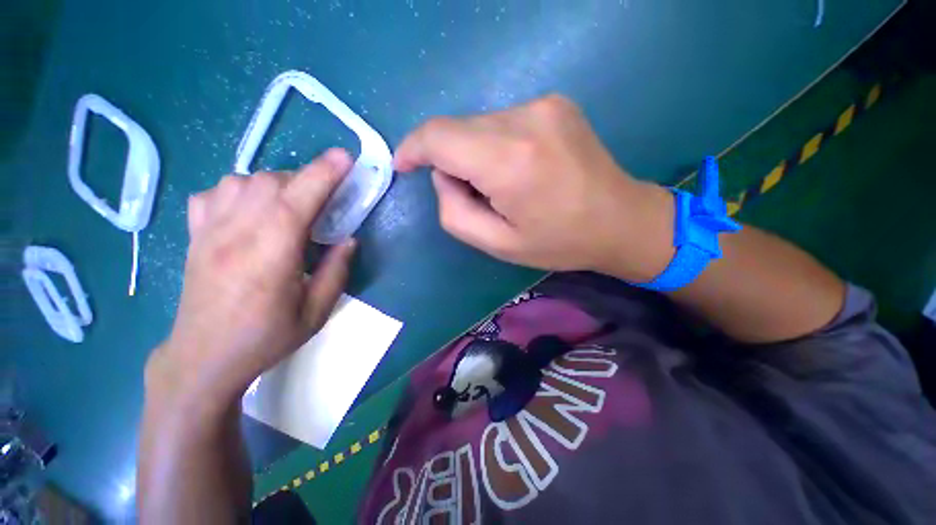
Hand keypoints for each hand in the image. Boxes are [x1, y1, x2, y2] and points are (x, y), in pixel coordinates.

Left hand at [145, 148, 356, 407]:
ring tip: (291, 206)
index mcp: (270, 255)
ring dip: (276, 184)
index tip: (346, 158)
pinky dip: (240, 190)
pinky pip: (215, 193)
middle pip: (272, 182)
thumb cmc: (265, 338)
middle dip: (306, 181)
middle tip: (325, 202)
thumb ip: (336, 271)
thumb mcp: (316, 312)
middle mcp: (236, 233)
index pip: (299, 200)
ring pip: (243, 181)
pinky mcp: (195, 234)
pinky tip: (251, 209)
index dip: (324, 174)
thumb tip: (349, 239)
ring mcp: (209, 231)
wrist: (203, 358)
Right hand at [394, 94, 674, 281]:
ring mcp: (544, 105)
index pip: (439, 136)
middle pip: (457, 129)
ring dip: (475, 154)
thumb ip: (454, 211)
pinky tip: (518, 170)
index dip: (413, 148)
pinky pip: (502, 122)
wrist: (620, 220)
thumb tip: (443, 175)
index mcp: (509, 161)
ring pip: (479, 125)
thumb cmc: (559, 242)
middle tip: (472, 194)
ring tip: (502, 186)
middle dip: (450, 160)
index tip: (405, 165)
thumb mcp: (496, 244)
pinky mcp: (555, 103)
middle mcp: (526, 119)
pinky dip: (495, 145)